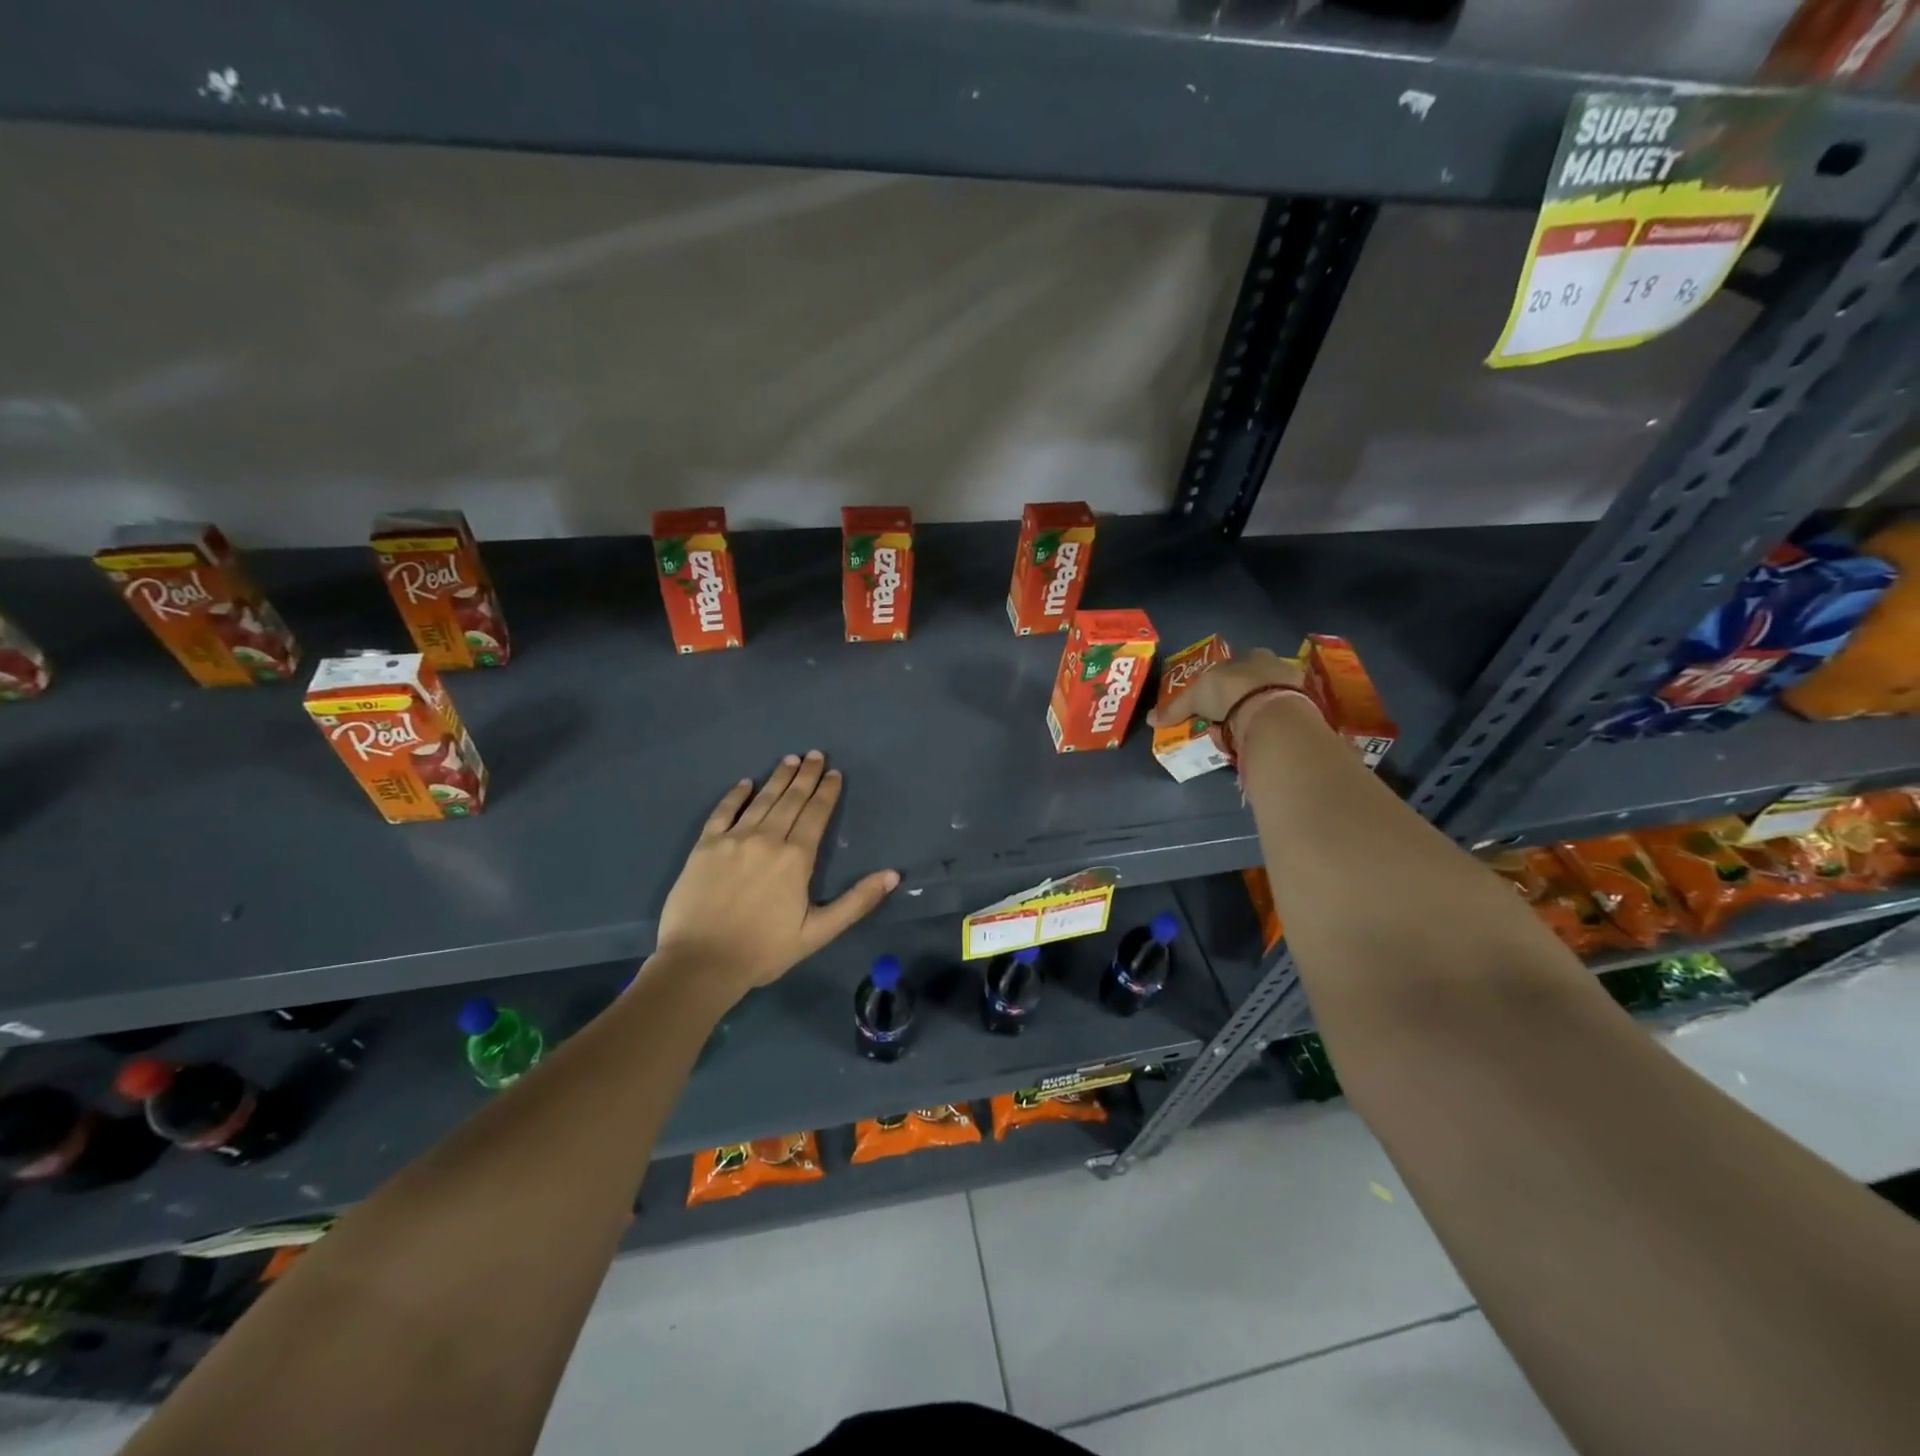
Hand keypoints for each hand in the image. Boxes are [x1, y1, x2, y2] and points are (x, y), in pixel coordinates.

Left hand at [652, 752, 899, 1001]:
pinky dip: (735, 795)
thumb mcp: (818, 932)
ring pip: (761, 800)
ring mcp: (733, 839)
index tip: (834, 773)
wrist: (700, 963)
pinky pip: (723, 812)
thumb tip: (893, 875)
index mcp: (796, 858)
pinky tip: (745, 783)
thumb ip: (856, 902)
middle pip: (790, 800)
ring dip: (778, 778)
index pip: (816, 815)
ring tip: (790, 759)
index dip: (827, 792)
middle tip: (815, 755)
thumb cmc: (763, 950)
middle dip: (805, 776)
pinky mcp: (705, 846)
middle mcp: (766, 839)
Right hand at [1147, 646, 1306, 731]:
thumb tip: (1150, 719)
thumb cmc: (1232, 691)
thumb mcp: (1195, 697)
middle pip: (1256, 680)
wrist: (1271, 712)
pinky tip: (1258, 738)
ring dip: (1257, 713)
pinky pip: (1282, 719)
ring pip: (1271, 699)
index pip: (1239, 662)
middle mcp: (1276, 666)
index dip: (1226, 677)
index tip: (1214, 696)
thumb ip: (1176, 708)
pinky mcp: (1305, 712)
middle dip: (1242, 696)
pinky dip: (1270, 728)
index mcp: (1253, 654)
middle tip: (1225, 717)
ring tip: (1240, 733)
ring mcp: (1295, 689)